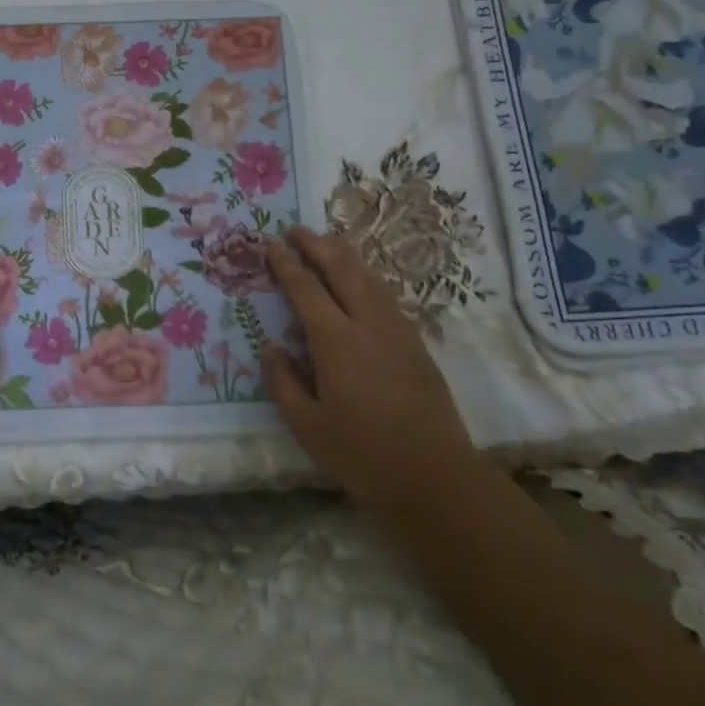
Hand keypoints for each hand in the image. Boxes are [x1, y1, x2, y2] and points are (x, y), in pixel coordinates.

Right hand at [263, 226, 476, 503]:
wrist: (433, 475)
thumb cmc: (360, 453)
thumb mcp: (305, 425)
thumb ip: (282, 381)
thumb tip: (271, 346)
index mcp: (336, 341)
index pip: (306, 289)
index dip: (286, 264)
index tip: (270, 244)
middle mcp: (369, 324)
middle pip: (342, 270)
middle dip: (317, 245)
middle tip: (295, 230)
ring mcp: (398, 331)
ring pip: (370, 277)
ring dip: (345, 254)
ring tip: (326, 241)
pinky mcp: (416, 343)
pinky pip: (387, 294)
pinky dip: (368, 275)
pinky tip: (362, 278)